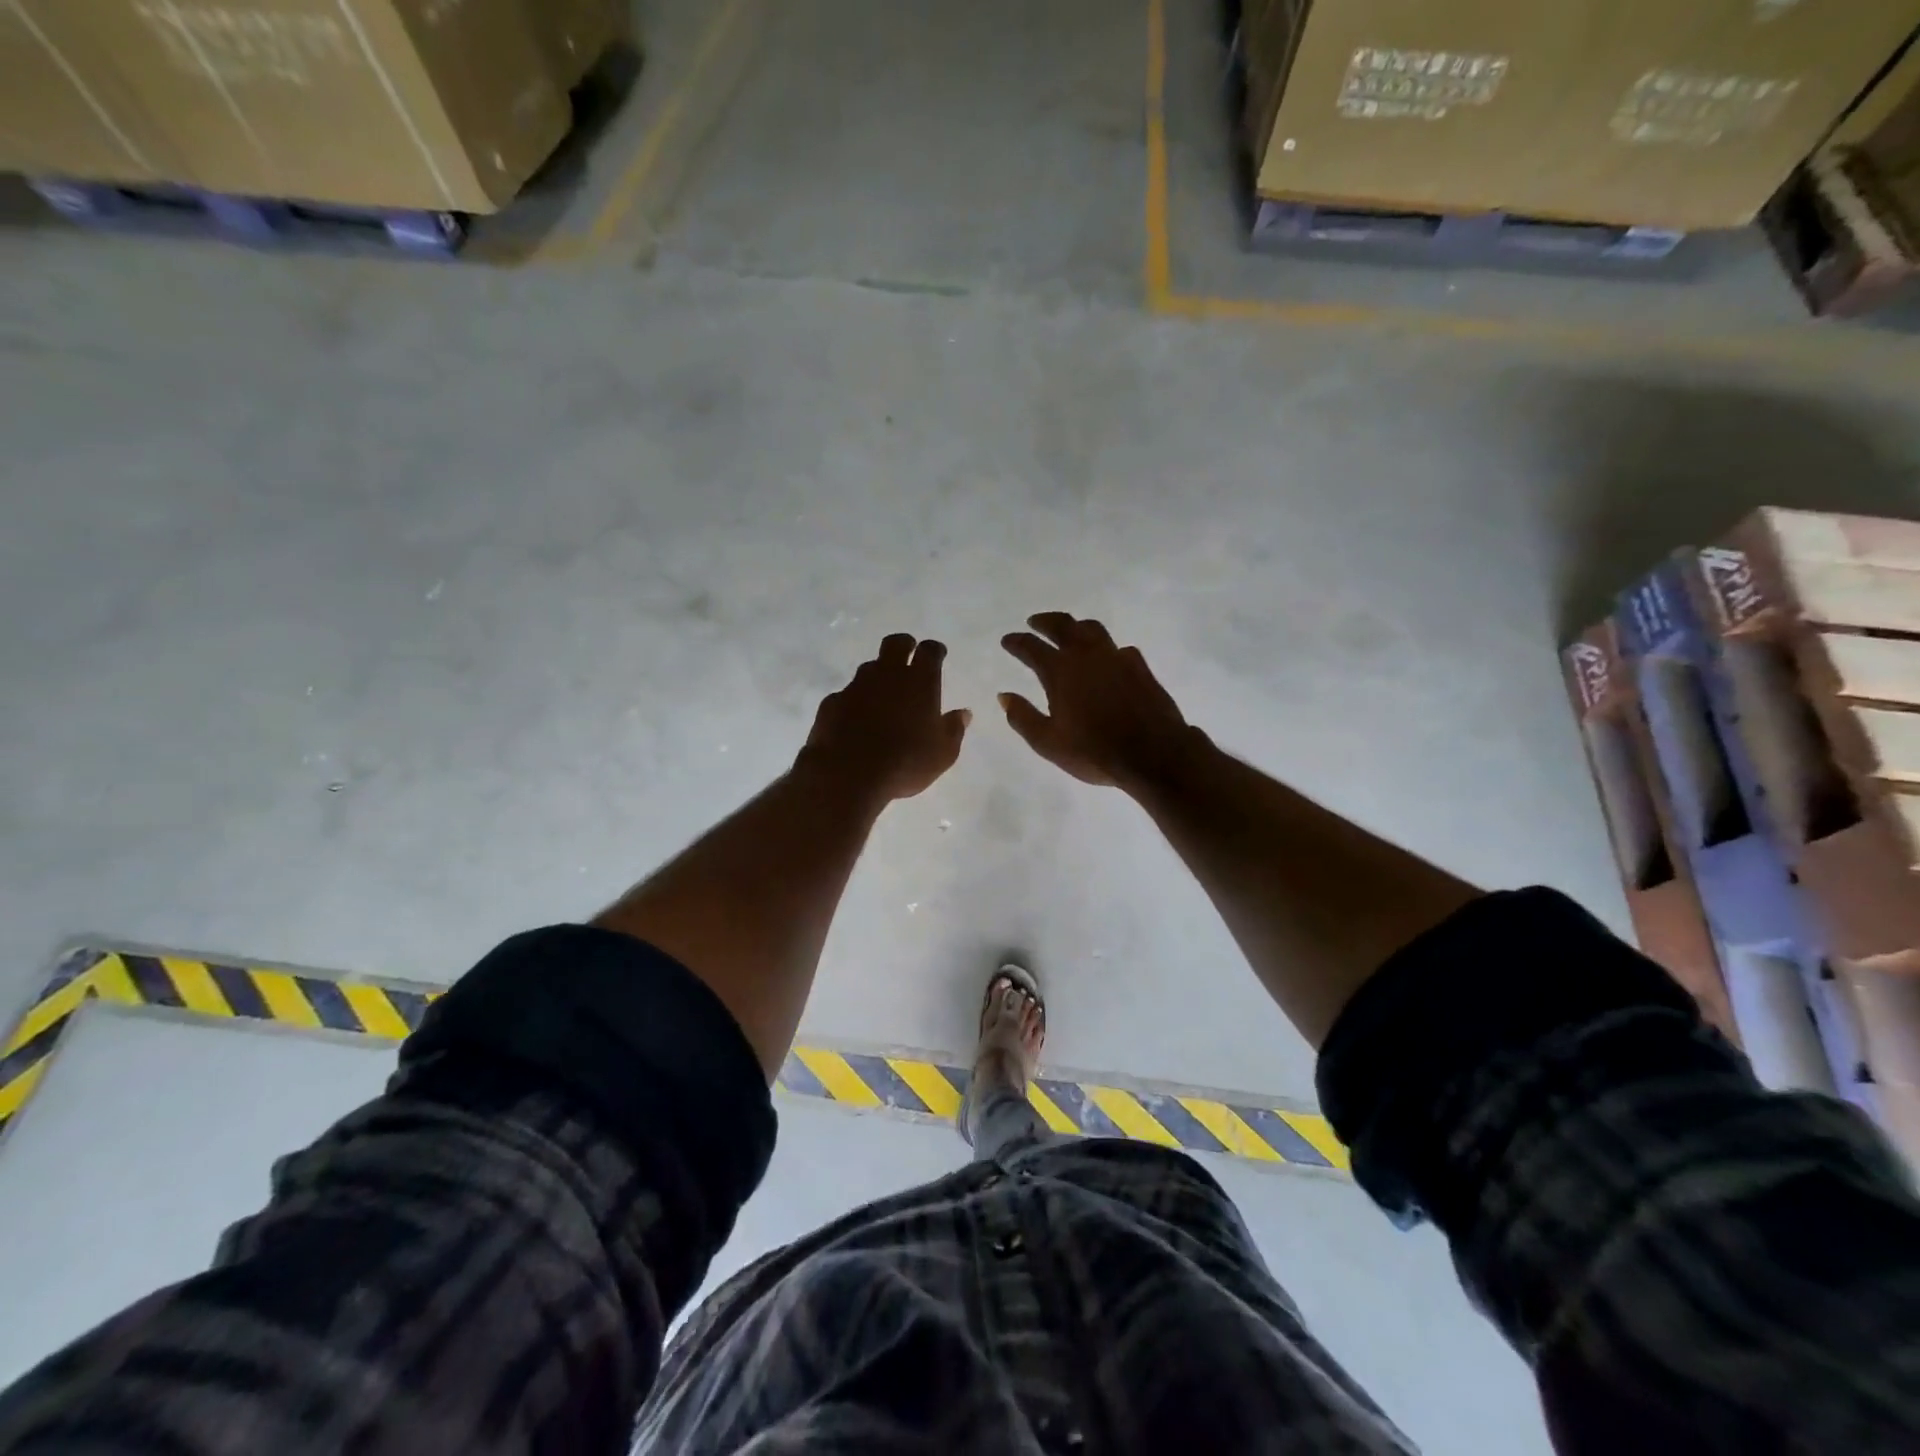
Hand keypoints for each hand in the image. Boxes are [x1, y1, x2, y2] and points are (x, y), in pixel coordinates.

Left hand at [800, 634, 970, 803]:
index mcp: (919, 682)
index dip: (934, 650)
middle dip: (904, 645)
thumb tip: (963, 713)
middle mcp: (887, 675)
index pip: (929, 651)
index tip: (937, 654)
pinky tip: (856, 719)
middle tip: (908, 656)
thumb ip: (954, 729)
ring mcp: (856, 686)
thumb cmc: (906, 762)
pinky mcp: (832, 702)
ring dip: (878, 675)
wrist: (848, 774)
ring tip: (882, 695)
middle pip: (895, 644)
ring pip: (869, 668)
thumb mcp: (943, 753)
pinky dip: (854, 701)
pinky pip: (846, 694)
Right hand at [1000, 613, 1196, 790]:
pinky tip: (1108, 659)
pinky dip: (1106, 649)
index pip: (1031, 647)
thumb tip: (1004, 696)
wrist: (1153, 754)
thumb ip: (1023, 717)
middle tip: (1035, 622)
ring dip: (1076, 627)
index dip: (1017, 642)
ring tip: (1070, 631)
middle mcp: (1087, 656)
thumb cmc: (1094, 751)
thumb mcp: (1048, 742)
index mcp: (1060, 671)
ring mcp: (1117, 658)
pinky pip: (1119, 648)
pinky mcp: (1140, 667)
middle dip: (1045, 621)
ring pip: (1093, 629)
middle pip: (1063, 626)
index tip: (1007, 640)